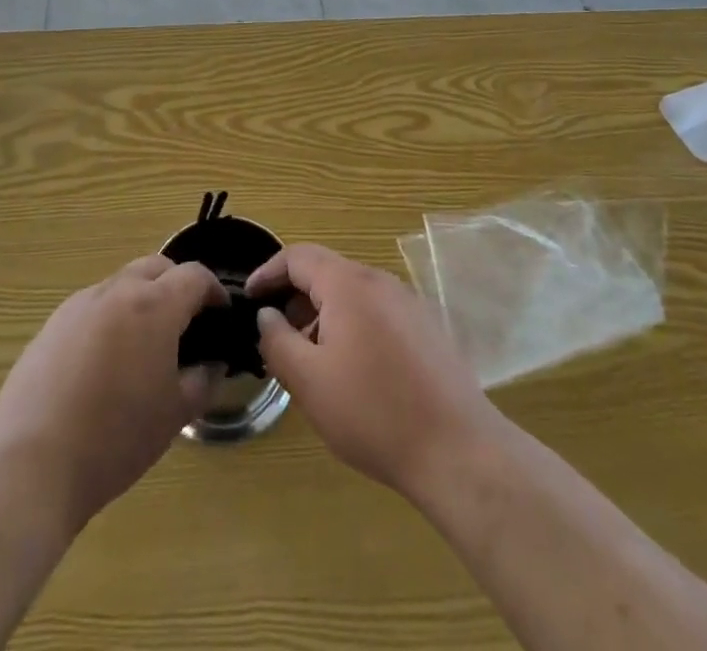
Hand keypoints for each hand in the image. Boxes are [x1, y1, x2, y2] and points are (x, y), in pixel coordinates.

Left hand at [0, 256, 224, 528]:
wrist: (31, 466)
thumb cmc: (115, 439)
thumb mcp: (174, 415)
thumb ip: (202, 381)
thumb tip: (211, 364)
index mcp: (153, 305)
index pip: (194, 276)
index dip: (214, 291)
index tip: (221, 315)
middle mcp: (115, 291)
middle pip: (156, 267)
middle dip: (177, 284)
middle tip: (186, 322)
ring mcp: (78, 305)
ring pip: (121, 284)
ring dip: (141, 299)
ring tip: (144, 344)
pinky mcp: (50, 326)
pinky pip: (91, 308)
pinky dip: (109, 319)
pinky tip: (104, 364)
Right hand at [247, 244, 502, 501]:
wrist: (458, 449)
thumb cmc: (373, 412)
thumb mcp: (309, 381)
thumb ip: (277, 341)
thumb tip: (266, 315)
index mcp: (348, 283)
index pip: (298, 256)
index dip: (268, 273)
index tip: (249, 298)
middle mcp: (380, 281)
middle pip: (327, 273)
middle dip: (296, 299)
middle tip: (277, 338)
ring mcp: (408, 302)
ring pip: (353, 294)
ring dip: (323, 316)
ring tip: (311, 361)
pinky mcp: (426, 327)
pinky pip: (377, 312)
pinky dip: (352, 326)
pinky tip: (352, 372)